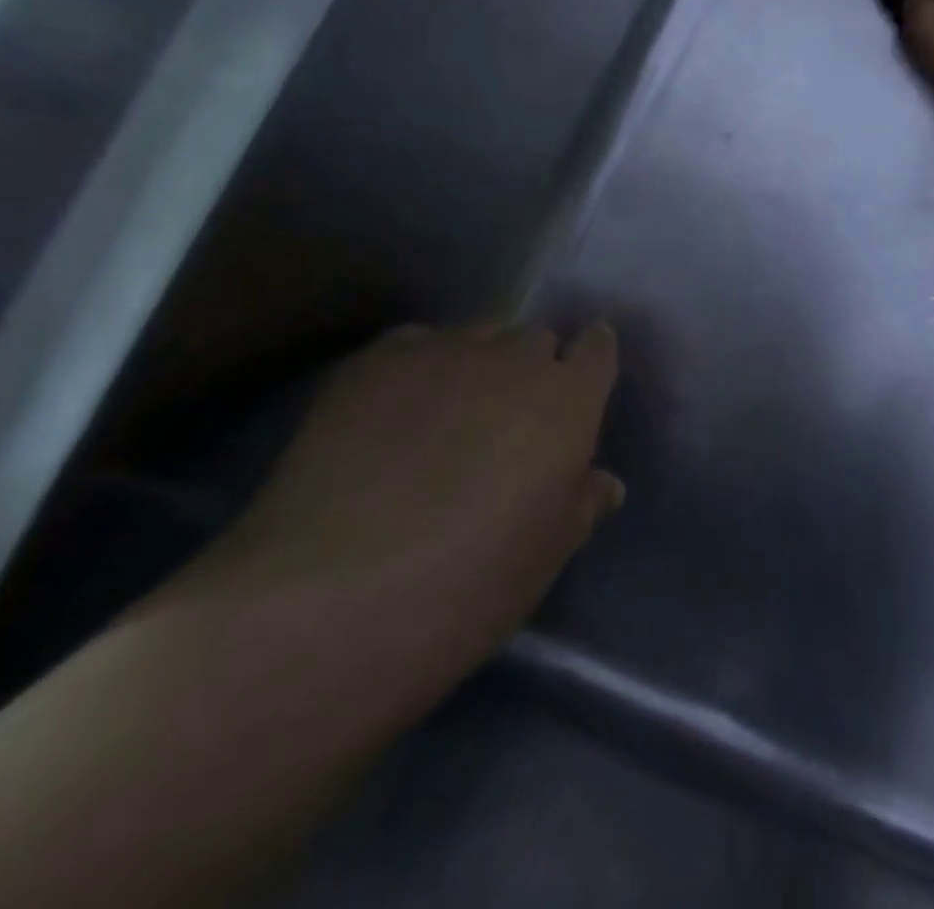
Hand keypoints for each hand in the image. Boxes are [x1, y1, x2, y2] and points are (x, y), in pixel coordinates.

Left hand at [193, 320, 623, 681]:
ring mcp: (442, 353)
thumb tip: (603, 483)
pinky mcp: (374, 362)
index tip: (583, 376)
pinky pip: (415, 341)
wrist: (331, 598)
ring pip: (477, 334)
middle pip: (536, 338)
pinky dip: (420, 363)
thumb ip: (582, 504)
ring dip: (478, 362)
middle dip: (532, 367)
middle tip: (510, 417)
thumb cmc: (469, 586)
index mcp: (568, 400)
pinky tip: (395, 408)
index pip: (598, 348)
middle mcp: (514, 359)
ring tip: (449, 410)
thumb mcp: (547, 555)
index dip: (593, 357)